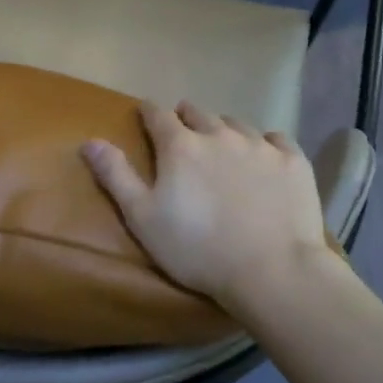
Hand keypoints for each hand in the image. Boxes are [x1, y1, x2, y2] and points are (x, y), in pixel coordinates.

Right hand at [82, 101, 329, 310]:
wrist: (271, 270)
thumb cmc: (196, 249)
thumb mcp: (142, 218)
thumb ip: (116, 176)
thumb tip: (89, 140)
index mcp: (180, 146)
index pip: (158, 115)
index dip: (149, 112)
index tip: (145, 113)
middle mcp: (220, 134)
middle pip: (199, 113)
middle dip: (186, 117)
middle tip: (183, 130)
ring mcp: (260, 146)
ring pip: (237, 124)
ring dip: (224, 130)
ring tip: (223, 146)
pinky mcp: (293, 161)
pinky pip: (276, 140)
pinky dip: (265, 145)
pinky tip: (265, 158)